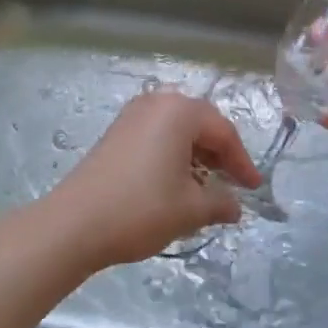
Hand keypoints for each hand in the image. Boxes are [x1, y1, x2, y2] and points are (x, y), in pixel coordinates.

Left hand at [46, 91, 262, 269]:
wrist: (73, 224)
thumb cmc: (140, 209)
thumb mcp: (190, 209)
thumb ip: (221, 202)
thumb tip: (235, 206)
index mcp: (180, 111)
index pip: (224, 132)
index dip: (242, 162)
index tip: (254, 188)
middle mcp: (157, 102)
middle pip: (201, 123)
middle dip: (220, 153)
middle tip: (233, 183)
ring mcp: (132, 115)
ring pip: (178, 129)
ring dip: (196, 154)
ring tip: (206, 185)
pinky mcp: (116, 132)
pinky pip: (157, 134)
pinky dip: (173, 153)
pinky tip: (176, 181)